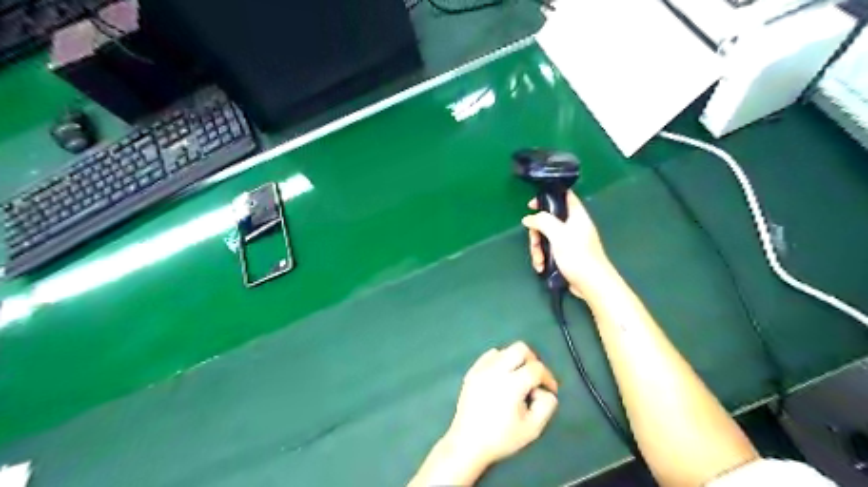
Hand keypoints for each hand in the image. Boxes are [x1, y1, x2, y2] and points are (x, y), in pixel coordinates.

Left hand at [408, 342, 555, 486]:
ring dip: (516, 361)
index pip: (536, 368)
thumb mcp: (532, 428)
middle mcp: (496, 370)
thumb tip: (545, 391)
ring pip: (505, 351)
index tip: (550, 389)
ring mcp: (481, 369)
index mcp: (512, 384)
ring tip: (517, 380)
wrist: (467, 443)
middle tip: (535, 378)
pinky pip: (490, 356)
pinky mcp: (472, 371)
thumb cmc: (501, 438)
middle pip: (520, 348)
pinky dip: (500, 362)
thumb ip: (546, 406)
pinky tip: (501, 378)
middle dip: (533, 360)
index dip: (548, 377)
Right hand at [521, 189, 608, 296]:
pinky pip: (549, 250)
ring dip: (538, 249)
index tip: (531, 206)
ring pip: (546, 237)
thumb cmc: (577, 255)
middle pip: (548, 221)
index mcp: (576, 215)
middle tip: (534, 243)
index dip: (547, 197)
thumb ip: (542, 221)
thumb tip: (528, 218)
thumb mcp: (558, 234)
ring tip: (539, 261)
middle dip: (537, 233)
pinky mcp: (566, 255)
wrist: (592, 283)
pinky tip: (542, 267)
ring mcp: (569, 241)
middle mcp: (573, 225)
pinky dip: (543, 258)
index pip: (563, 196)